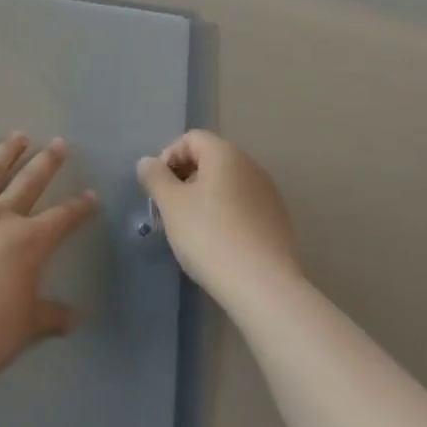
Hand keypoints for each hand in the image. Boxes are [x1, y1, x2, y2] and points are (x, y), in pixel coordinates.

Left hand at [0, 134, 99, 383]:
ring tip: (18, 137)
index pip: (63, 217)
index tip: (91, 196)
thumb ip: (51, 316)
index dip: (80, 207)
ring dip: (6, 151)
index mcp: (29, 242)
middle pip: (29, 181)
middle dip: (47, 162)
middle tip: (59, 144)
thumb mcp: (26, 327)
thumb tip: (75, 318)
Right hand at [137, 130, 301, 302]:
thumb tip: (147, 162)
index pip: (191, 139)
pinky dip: (226, 215)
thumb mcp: (171, 204)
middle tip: (170, 208)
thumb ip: (155, 177)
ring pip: (227, 184)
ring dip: (205, 198)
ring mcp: (269, 194)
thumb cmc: (210, 236)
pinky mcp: (278, 222)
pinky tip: (218, 243)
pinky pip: (243, 206)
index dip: (168, 157)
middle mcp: (251, 166)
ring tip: (192, 229)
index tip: (158, 187)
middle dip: (185, 178)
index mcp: (225, 154)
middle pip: (210, 159)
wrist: (263, 287)